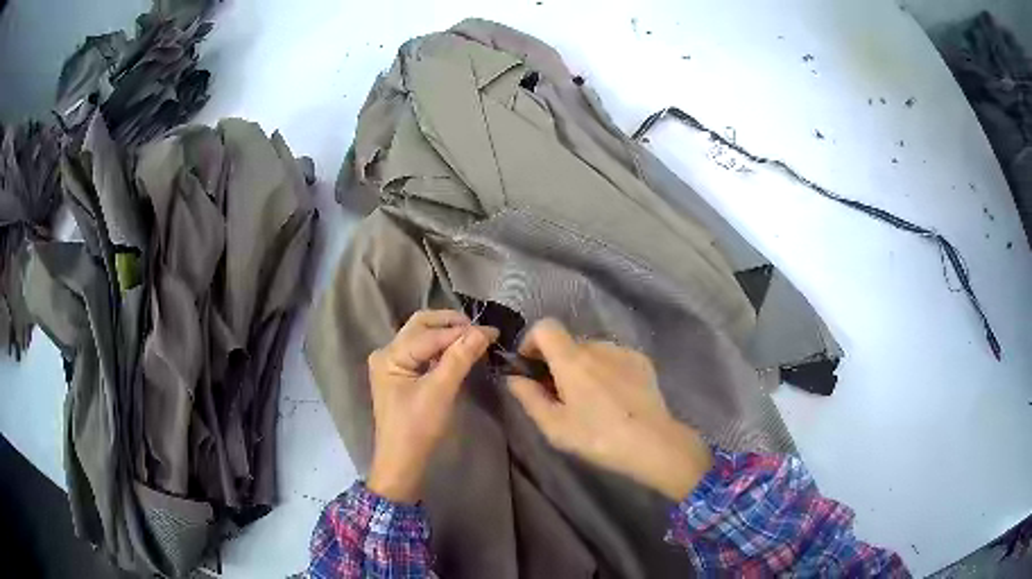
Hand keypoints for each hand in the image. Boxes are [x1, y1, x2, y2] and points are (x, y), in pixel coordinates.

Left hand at [367, 309, 497, 502]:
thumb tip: (483, 331)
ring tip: (474, 339)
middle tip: (480, 330)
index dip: (461, 330)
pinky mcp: (400, 374)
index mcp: (390, 355)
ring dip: (447, 334)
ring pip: (422, 336)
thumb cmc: (418, 428)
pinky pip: (422, 351)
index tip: (492, 331)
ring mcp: (392, 363)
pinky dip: (441, 347)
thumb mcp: (440, 392)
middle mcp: (387, 352)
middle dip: (451, 324)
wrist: (402, 462)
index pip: (429, 333)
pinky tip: (459, 351)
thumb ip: (460, 358)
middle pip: (421, 325)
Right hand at [507, 319, 712, 499]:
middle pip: (568, 342)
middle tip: (560, 394)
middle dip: (557, 362)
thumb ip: (529, 398)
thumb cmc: (598, 437)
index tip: (531, 368)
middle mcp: (597, 347)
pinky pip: (614, 357)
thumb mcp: (555, 426)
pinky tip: (614, 397)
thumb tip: (513, 378)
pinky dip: (606, 370)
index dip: (532, 342)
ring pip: (592, 350)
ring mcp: (623, 352)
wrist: (653, 443)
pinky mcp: (641, 360)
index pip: (545, 326)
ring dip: (583, 367)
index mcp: (572, 360)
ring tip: (591, 399)